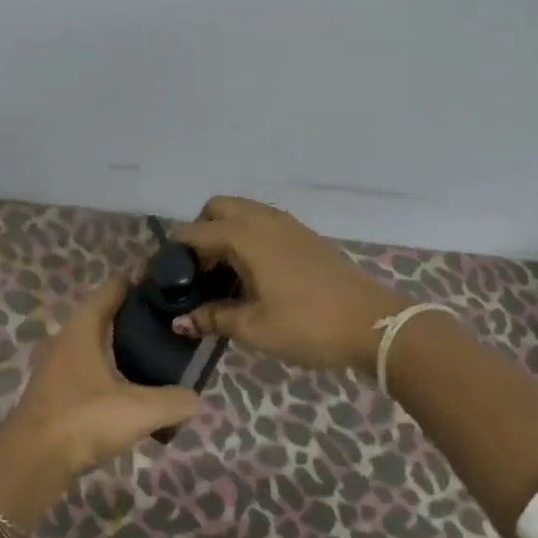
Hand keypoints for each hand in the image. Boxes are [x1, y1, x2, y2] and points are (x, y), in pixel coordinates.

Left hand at [0, 279, 196, 537]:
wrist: (31, 463)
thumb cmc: (83, 420)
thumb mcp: (139, 410)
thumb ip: (175, 401)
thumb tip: (196, 398)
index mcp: (84, 327)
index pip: (115, 288)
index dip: (142, 282)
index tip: (172, 285)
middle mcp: (68, 339)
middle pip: (108, 317)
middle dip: (140, 319)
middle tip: (176, 326)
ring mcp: (59, 367)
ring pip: (100, 347)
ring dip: (127, 350)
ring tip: (163, 359)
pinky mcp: (57, 393)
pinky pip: (93, 373)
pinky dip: (115, 376)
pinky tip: (136, 394)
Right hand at [173, 197, 405, 373]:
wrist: (373, 324)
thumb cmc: (307, 325)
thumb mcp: (254, 327)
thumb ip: (213, 318)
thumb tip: (180, 321)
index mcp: (244, 235)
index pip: (191, 233)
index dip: (172, 257)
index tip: (164, 285)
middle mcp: (262, 219)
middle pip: (216, 209)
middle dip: (199, 234)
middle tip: (198, 274)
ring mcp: (286, 224)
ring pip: (242, 213)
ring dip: (224, 235)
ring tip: (223, 278)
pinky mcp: (304, 235)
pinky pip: (263, 223)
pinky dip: (247, 239)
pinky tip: (252, 276)